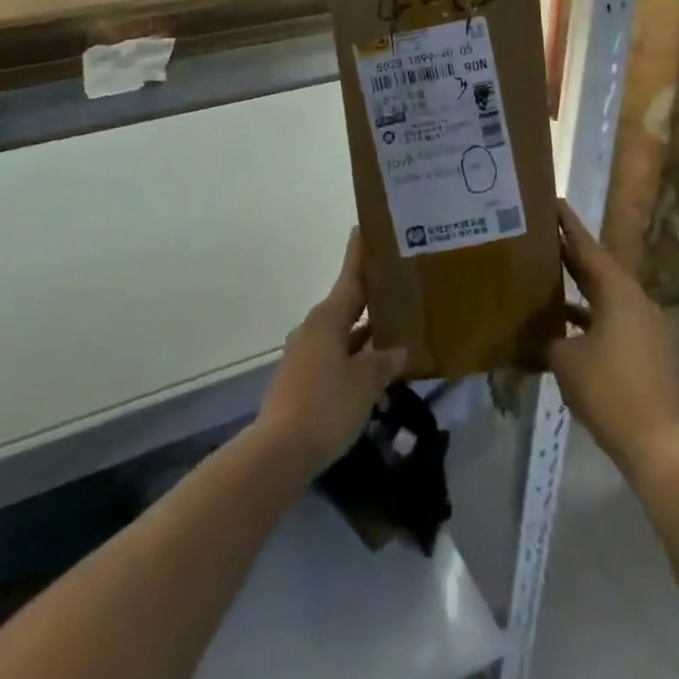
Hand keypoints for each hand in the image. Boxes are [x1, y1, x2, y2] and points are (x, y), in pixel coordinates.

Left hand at [255, 228, 407, 478]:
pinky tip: (375, 371)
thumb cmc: (326, 405)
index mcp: (328, 318)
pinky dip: (354, 357)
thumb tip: (398, 349)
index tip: (365, 227)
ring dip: (366, 333)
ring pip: (342, 334)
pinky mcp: (301, 380)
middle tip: (400, 285)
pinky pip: (335, 357)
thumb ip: (384, 361)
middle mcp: (314, 329)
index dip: (359, 253)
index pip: (350, 277)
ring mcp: (305, 355)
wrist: (279, 452)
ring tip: (396, 330)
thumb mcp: (365, 383)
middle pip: (347, 305)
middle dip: (371, 297)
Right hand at [547, 199, 678, 475]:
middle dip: (570, 256)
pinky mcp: (650, 352)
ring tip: (549, 283)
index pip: (587, 247)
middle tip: (542, 239)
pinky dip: (592, 319)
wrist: (656, 442)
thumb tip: (537, 334)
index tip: (552, 203)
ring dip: (580, 292)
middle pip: (599, 270)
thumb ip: (547, 338)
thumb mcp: (564, 360)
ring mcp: (647, 327)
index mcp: (617, 291)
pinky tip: (568, 331)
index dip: (567, 225)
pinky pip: (616, 322)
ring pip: (607, 298)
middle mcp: (636, 301)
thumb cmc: (607, 389)